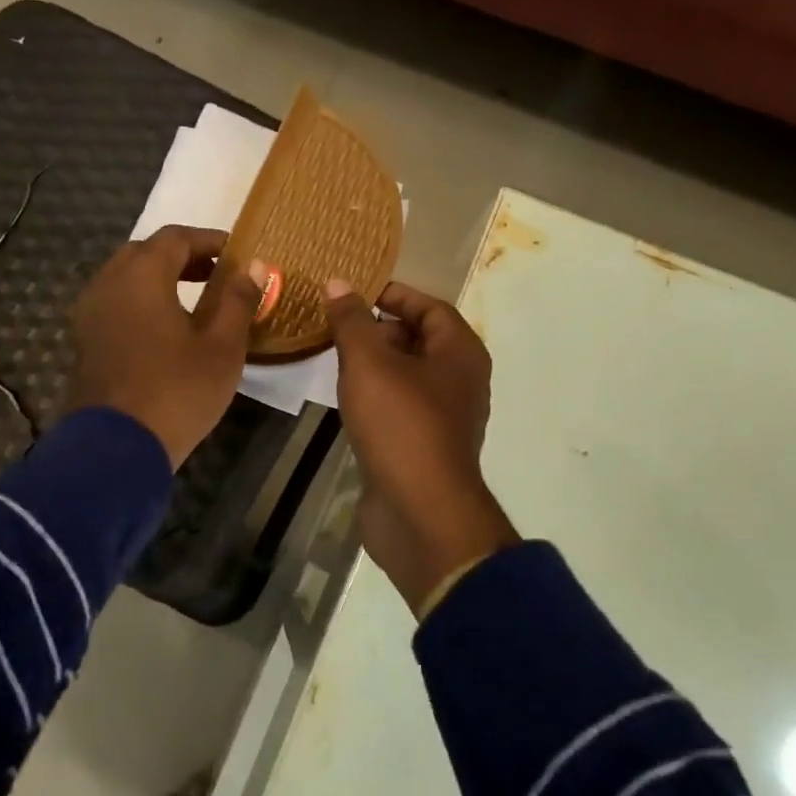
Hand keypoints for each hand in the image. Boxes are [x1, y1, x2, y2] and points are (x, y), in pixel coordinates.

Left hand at [69, 226, 268, 469]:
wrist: (115, 449)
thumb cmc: (177, 392)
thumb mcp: (222, 348)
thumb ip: (238, 300)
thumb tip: (256, 266)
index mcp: (142, 275)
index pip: (176, 238)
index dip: (209, 240)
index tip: (236, 254)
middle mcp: (108, 283)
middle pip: (145, 252)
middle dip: (182, 257)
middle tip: (215, 275)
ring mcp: (89, 313)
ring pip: (125, 278)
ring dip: (159, 279)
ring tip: (193, 302)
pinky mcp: (84, 340)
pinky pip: (114, 304)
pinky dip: (140, 302)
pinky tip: (163, 329)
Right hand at [325, 278, 518, 614]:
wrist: (420, 511)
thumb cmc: (400, 425)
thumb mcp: (369, 363)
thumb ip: (352, 321)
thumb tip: (338, 284)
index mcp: (460, 353)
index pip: (431, 307)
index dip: (394, 294)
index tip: (354, 293)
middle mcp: (460, 381)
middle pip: (421, 340)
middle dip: (381, 328)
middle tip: (338, 326)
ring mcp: (444, 417)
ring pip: (409, 376)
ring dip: (376, 364)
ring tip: (335, 357)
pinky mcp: (425, 447)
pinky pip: (401, 407)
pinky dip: (377, 396)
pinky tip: (347, 400)